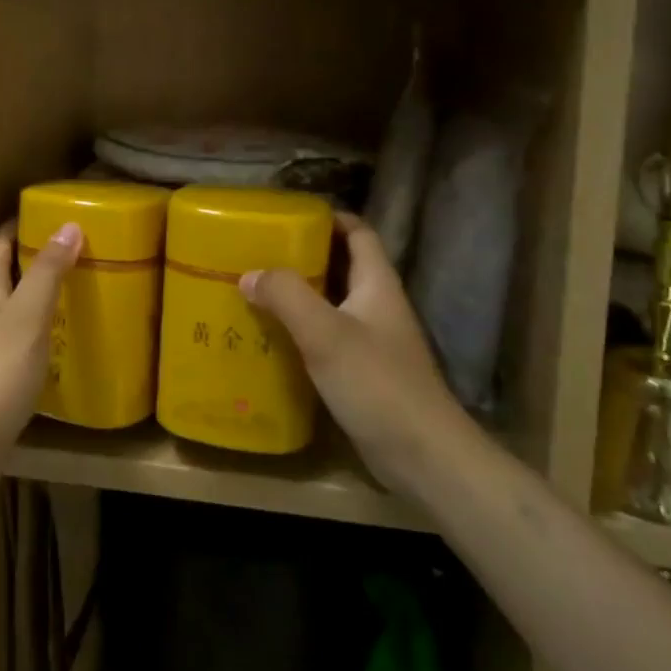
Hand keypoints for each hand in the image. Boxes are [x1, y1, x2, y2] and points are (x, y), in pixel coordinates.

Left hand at [0, 219, 82, 487]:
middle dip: (38, 254)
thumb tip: (69, 224)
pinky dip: (42, 325)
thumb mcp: (27, 316)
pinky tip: (66, 334)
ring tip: (82, 284)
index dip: (24, 223)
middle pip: (6, 269)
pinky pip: (19, 333)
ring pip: (14, 302)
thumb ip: (47, 272)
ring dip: (42, 290)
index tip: (59, 213)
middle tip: (83, 247)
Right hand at [242, 213, 459, 488]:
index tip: (288, 215)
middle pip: (341, 266)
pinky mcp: (363, 372)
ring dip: (298, 295)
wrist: (422, 455)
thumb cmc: (377, 383)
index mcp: (377, 284)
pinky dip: (301, 330)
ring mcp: (373, 341)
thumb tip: (249, 275)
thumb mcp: (325, 333)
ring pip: (331, 303)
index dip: (329, 218)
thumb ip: (286, 296)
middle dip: (303, 255)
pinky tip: (271, 338)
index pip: (359, 233)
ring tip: (255, 290)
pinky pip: (327, 337)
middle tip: (259, 252)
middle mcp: (377, 306)